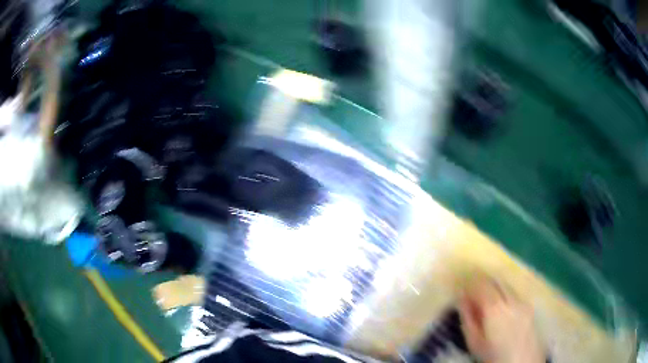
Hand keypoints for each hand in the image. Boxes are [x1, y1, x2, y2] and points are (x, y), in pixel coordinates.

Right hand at [458, 280, 545, 362]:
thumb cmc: (492, 355)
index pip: (480, 285)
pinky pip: (513, 291)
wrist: (521, 361)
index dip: (469, 281)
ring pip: (505, 284)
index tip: (460, 284)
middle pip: (494, 280)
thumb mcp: (474, 341)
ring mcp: (522, 300)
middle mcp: (510, 299)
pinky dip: (504, 291)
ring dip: (493, 284)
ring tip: (484, 292)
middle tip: (470, 286)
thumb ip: (468, 317)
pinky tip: (499, 301)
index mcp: (494, 308)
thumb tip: (461, 298)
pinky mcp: (529, 305)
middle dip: (481, 280)